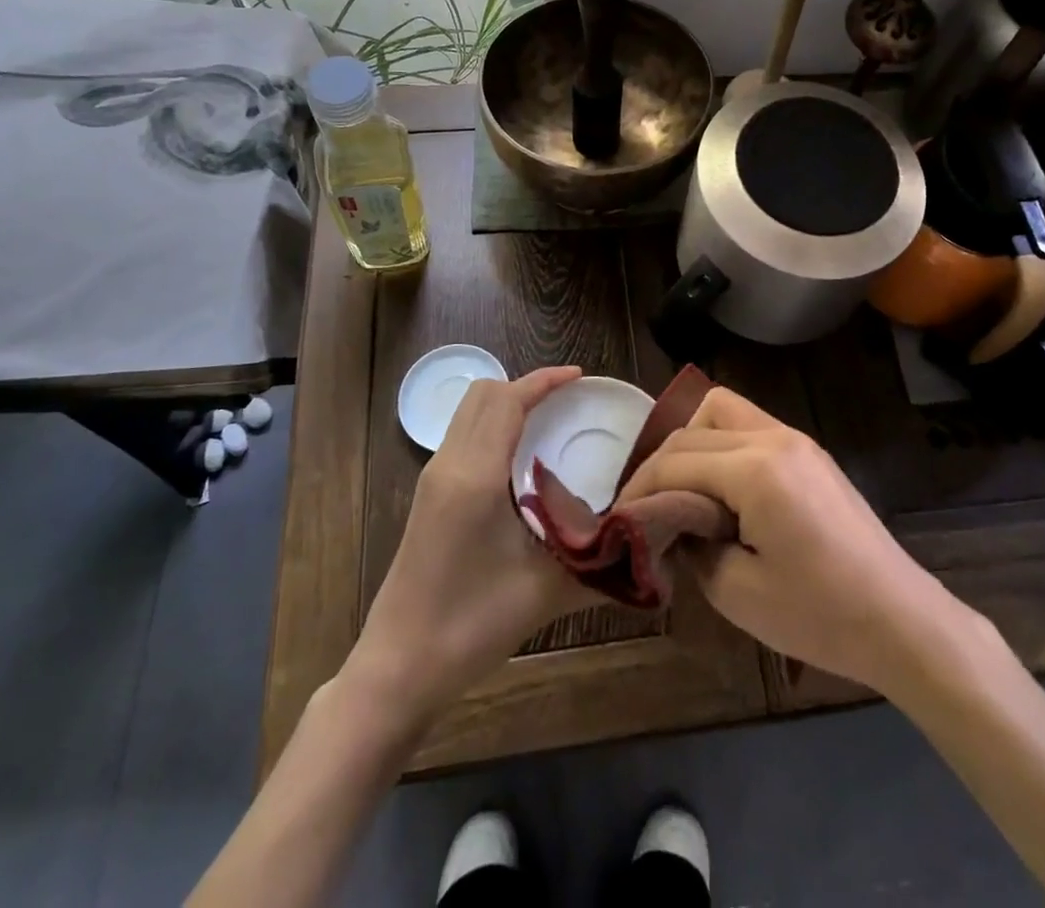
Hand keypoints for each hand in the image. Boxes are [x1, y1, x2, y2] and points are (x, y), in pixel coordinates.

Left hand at [346, 366, 598, 721]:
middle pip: (483, 393)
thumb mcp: (544, 591)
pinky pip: (462, 435)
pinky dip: (492, 426)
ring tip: (548, 423)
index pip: (507, 400)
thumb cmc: (470, 626)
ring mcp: (432, 478)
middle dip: (525, 385)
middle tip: (567, 401)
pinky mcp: (427, 496)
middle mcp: (449, 464)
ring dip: (506, 403)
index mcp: (475, 475)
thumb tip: (646, 543)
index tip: (580, 377)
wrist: (398, 668)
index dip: (544, 381)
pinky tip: (519, 460)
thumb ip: (598, 559)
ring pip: (468, 412)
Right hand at [617, 388, 971, 693]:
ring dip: (692, 442)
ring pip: (723, 410)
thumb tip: (667, 520)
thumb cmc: (820, 615)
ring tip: (681, 491)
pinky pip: (749, 427)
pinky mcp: (808, 451)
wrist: (901, 620)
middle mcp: (775, 437)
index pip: (677, 461)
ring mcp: (796, 438)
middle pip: (695, 427)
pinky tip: (719, 488)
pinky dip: (721, 445)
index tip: (617, 518)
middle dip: (660, 463)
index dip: (639, 488)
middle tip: (645, 508)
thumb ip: (691, 543)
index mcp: (756, 468)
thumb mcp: (736, 591)